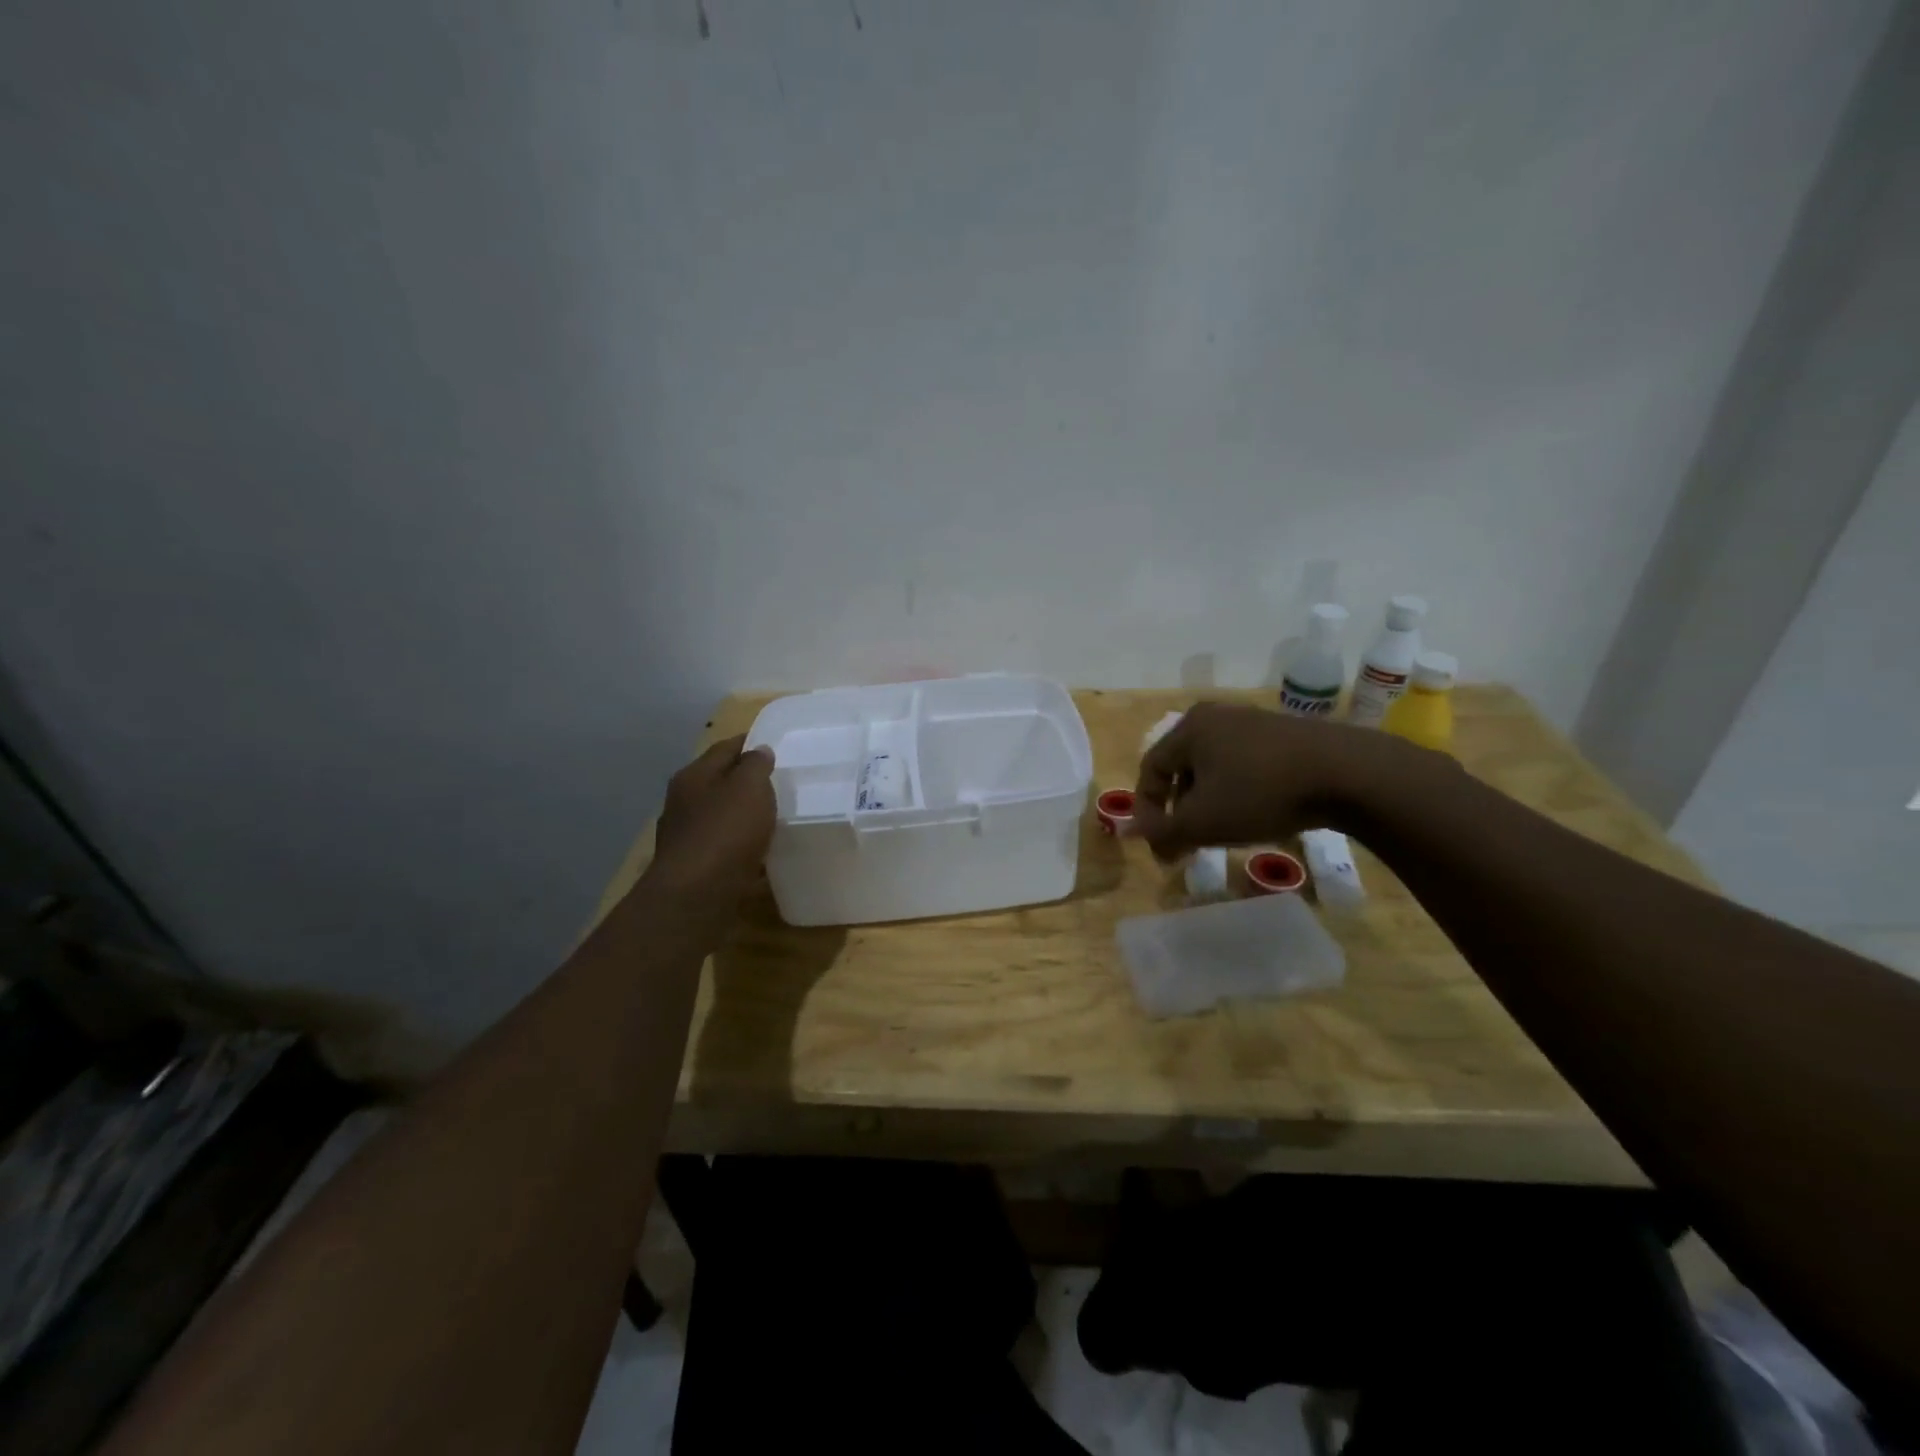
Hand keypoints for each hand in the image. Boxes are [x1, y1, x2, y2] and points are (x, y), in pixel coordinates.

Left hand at [647, 735, 776, 906]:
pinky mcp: (694, 867)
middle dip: (747, 781)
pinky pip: (724, 847)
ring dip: (743, 815)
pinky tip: (760, 852)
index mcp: (693, 776)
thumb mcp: (749, 787)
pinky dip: (741, 845)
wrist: (696, 896)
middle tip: (780, 781)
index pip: (725, 747)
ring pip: (721, 816)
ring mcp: (685, 836)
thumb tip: (758, 751)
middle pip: (720, 782)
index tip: (776, 744)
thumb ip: (756, 765)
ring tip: (775, 817)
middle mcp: (683, 802)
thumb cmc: (725, 831)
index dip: (751, 742)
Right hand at [1131, 703, 1400, 859]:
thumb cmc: (1261, 793)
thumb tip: (1128, 833)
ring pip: (1213, 767)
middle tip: (1187, 843)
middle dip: (1179, 809)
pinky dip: (1238, 791)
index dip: (1147, 810)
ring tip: (1221, 833)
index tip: (1159, 846)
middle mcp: (1216, 717)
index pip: (1150, 769)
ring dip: (1208, 802)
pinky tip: (1256, 814)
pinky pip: (1244, 764)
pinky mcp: (1285, 734)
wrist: (1347, 773)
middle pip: (1181, 768)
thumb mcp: (1203, 821)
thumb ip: (1162, 831)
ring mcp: (1253, 721)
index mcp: (1189, 728)